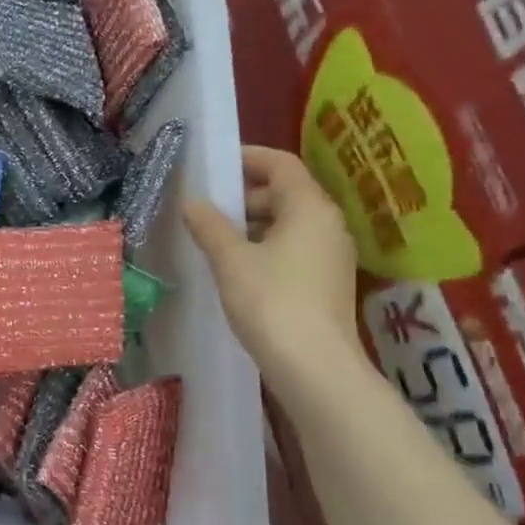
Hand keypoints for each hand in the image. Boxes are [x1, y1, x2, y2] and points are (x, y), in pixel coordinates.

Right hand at [183, 147, 361, 398]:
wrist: (314, 365)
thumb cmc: (271, 302)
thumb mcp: (230, 260)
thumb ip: (209, 226)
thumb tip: (192, 202)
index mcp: (309, 207)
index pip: (281, 164)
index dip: (248, 158)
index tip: (215, 164)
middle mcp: (328, 223)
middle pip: (286, 192)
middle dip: (245, 195)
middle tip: (206, 208)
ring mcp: (332, 253)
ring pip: (289, 222)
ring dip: (253, 223)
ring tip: (214, 239)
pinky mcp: (327, 280)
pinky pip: (294, 247)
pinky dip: (265, 245)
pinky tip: (237, 266)